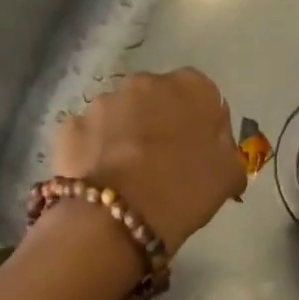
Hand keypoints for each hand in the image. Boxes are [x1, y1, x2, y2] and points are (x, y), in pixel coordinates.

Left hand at [53, 69, 247, 253]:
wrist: (118, 217)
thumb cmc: (184, 191)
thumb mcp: (228, 175)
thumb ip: (227, 149)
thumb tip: (216, 146)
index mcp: (190, 86)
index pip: (201, 94)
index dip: (201, 123)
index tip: (198, 151)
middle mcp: (144, 82)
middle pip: (156, 99)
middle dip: (158, 122)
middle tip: (162, 163)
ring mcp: (101, 102)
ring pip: (119, 115)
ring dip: (123, 134)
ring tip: (127, 175)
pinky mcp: (70, 126)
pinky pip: (88, 136)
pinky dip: (94, 151)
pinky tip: (100, 180)